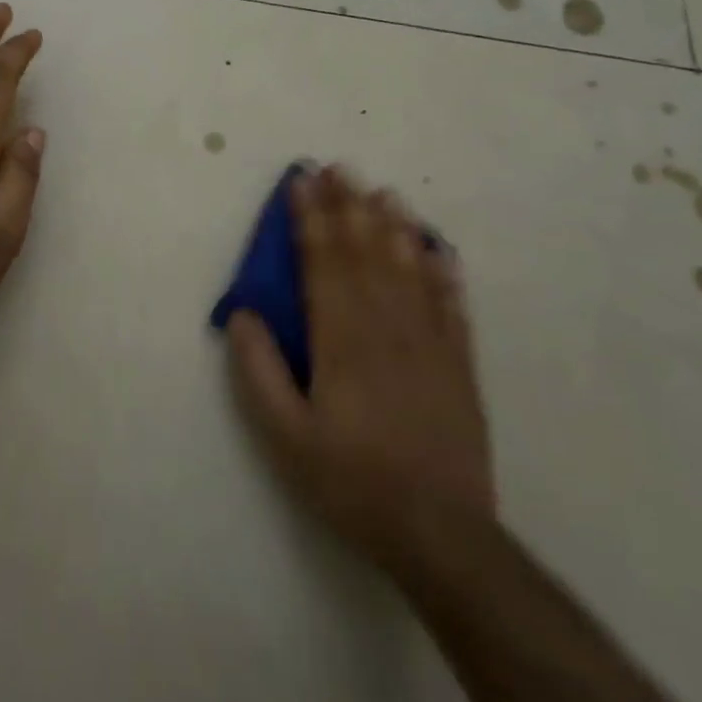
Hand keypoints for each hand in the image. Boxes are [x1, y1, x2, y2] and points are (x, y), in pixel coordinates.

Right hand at [226, 165, 495, 563]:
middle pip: (365, 253)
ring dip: (393, 226)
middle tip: (338, 167)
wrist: (440, 535)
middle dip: (348, 206)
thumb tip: (241, 313)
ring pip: (409, 268)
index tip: (302, 182)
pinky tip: (437, 247)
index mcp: (341, 341)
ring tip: (382, 191)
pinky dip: (442, 271)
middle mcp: (387, 328)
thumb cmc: (350, 482)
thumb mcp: (284, 437)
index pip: (323, 263)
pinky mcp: (460, 364)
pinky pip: (451, 304)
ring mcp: (430, 343)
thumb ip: (259, 371)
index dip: (311, 219)